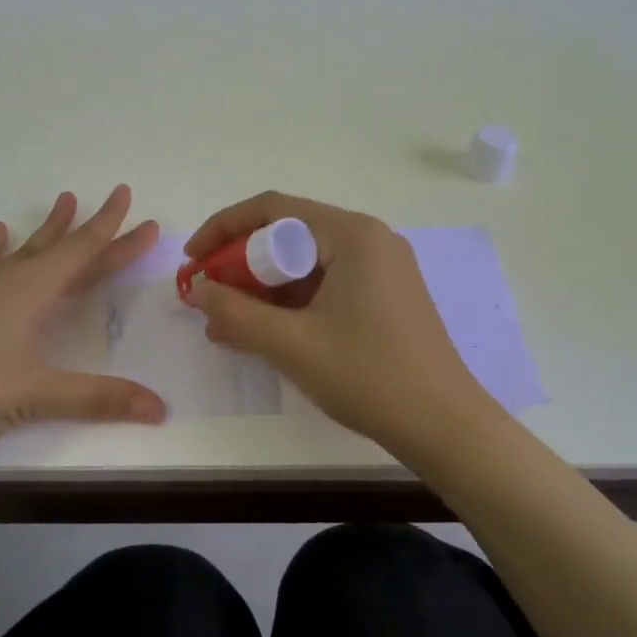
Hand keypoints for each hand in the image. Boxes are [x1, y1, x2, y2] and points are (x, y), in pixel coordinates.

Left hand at [0, 186, 165, 471]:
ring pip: (24, 251)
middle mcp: (9, 280)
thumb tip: (161, 409)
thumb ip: (100, 398)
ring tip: (64, 201)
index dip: (115, 232)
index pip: (84, 252)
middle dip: (94, 228)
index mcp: (33, 291)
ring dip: (48, 229)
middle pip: (61, 248)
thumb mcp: (39, 394)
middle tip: (117, 200)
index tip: (134, 203)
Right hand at [182, 192, 488, 454]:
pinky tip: (265, 334)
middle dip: (240, 265)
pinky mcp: (385, 297)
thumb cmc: (368, 376)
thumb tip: (197, 290)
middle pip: (288, 235)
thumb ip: (235, 312)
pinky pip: (325, 285)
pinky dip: (291, 304)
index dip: (223, 229)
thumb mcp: (291, 344)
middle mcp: (369, 240)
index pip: (272, 209)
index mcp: (352, 235)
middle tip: (208, 298)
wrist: (445, 427)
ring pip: (305, 264)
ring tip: (227, 324)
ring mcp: (382, 269)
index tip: (192, 261)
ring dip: (262, 289)